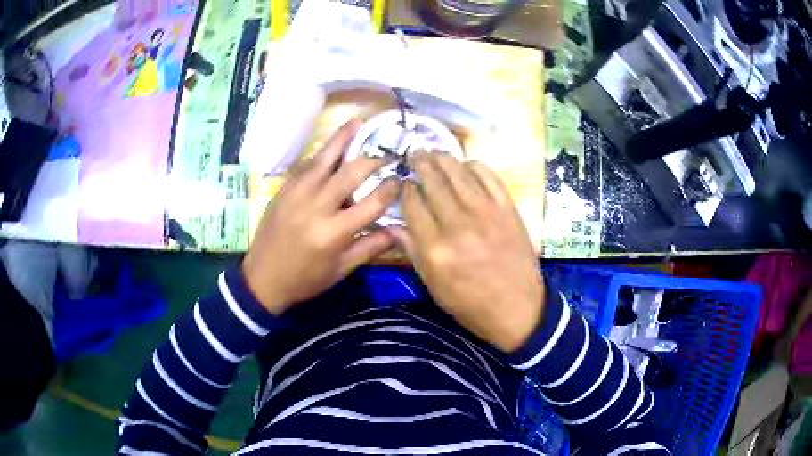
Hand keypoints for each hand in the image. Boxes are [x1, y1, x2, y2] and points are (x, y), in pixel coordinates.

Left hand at [242, 120, 400, 314]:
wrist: (262, 278)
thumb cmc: (305, 279)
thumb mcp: (341, 270)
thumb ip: (371, 247)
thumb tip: (400, 230)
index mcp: (334, 232)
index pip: (373, 202)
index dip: (392, 188)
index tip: (402, 179)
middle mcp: (317, 206)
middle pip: (352, 172)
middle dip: (375, 159)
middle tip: (389, 153)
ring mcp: (298, 193)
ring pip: (326, 158)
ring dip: (344, 138)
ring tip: (359, 122)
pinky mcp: (285, 188)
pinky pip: (307, 165)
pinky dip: (323, 153)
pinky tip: (333, 145)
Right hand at [391, 153, 544, 352]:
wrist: (518, 309)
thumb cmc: (471, 304)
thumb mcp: (434, 287)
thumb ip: (413, 253)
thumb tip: (393, 226)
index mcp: (435, 248)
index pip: (413, 204)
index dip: (405, 189)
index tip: (404, 184)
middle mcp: (458, 225)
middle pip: (434, 182)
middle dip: (421, 163)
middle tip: (415, 153)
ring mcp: (486, 213)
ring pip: (459, 173)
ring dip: (443, 158)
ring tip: (434, 151)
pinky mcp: (508, 209)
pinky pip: (489, 177)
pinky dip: (475, 166)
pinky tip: (466, 165)